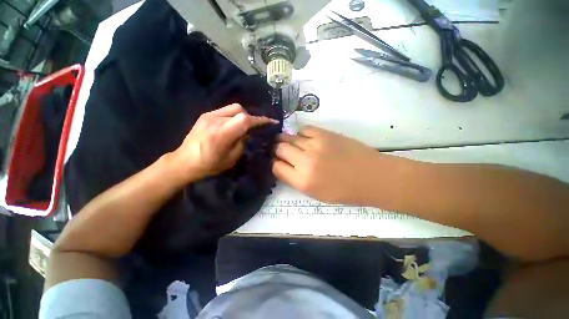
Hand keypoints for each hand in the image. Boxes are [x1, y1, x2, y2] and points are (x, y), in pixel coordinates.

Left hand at [172, 103, 277, 181]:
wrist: (183, 162)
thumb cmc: (208, 165)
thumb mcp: (231, 159)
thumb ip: (242, 143)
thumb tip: (248, 133)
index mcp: (220, 135)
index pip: (244, 120)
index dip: (259, 120)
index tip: (271, 122)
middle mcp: (214, 120)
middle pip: (239, 110)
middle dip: (251, 117)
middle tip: (256, 127)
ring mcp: (208, 115)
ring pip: (233, 108)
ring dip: (243, 115)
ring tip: (245, 126)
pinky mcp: (205, 115)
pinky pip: (225, 110)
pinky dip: (234, 115)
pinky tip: (234, 124)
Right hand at [273, 126, 381, 203]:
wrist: (371, 176)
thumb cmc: (343, 191)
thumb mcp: (315, 194)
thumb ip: (295, 180)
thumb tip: (282, 165)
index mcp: (303, 181)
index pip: (276, 167)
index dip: (275, 164)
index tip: (278, 163)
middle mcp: (305, 161)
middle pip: (279, 148)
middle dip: (277, 150)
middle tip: (282, 152)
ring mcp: (314, 145)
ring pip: (288, 137)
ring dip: (287, 141)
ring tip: (292, 144)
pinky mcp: (324, 134)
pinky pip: (303, 129)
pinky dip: (301, 134)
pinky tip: (306, 139)